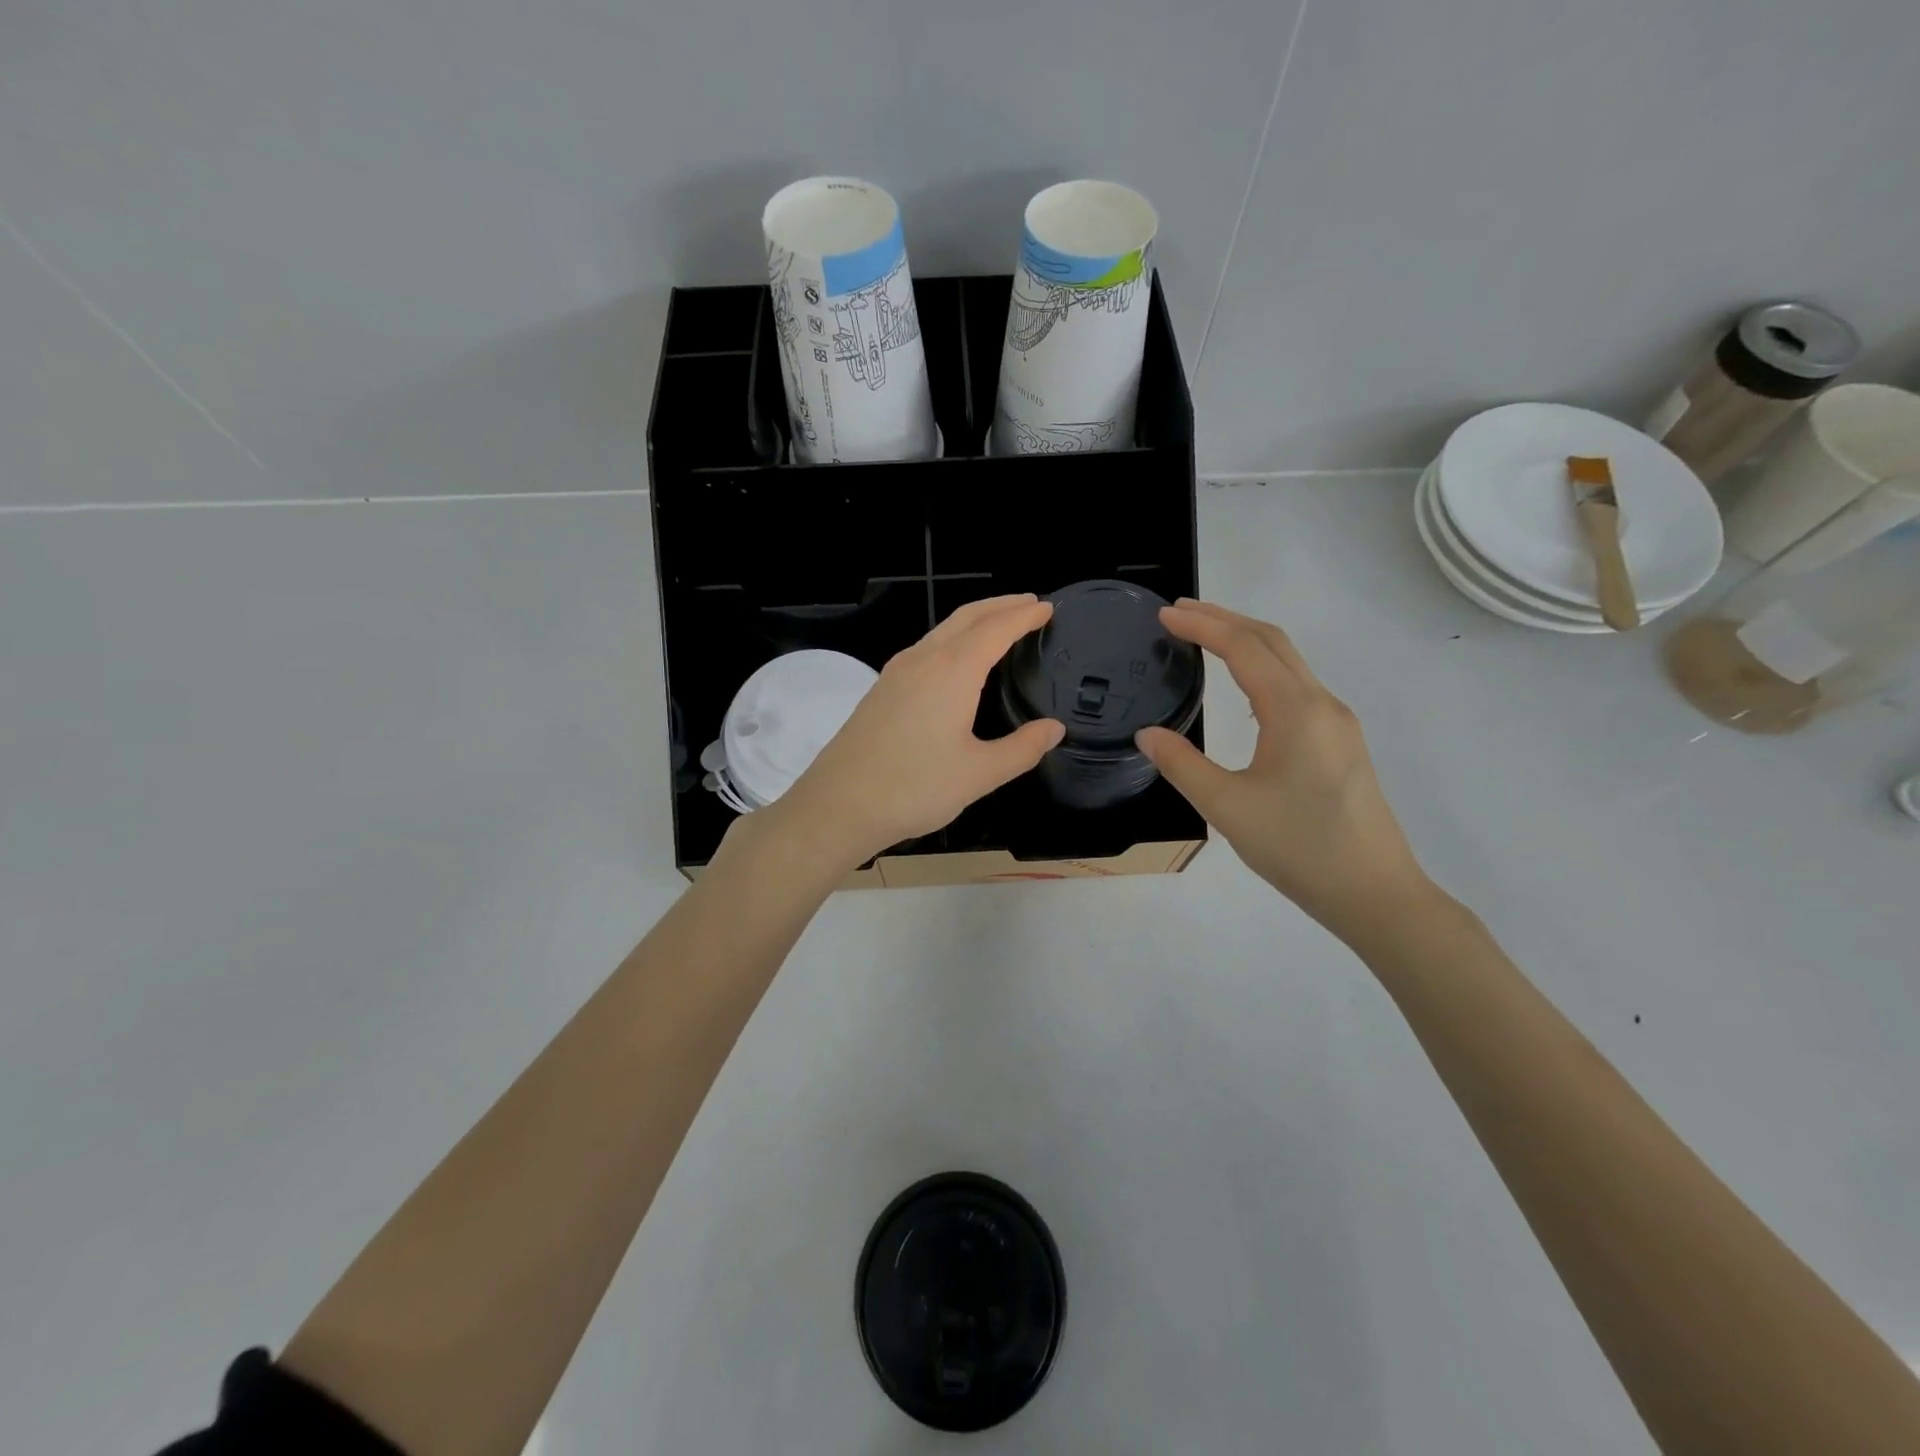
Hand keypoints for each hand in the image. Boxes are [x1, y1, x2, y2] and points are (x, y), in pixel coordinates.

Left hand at [767, 595, 1064, 870]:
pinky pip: (925, 648)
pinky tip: (955, 660)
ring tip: (998, 624)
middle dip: (1000, 605)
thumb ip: (1022, 749)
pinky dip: (952, 639)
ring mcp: (896, 672)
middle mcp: (923, 660)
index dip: (1024, 615)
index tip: (1047, 608)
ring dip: (974, 620)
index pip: (996, 629)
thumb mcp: (979, 774)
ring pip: (941, 630)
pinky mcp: (881, 689)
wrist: (839, 804)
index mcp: (952, 671)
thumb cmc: (915, 788)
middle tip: (1029, 603)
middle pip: (966, 617)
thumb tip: (1054, 729)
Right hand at [1136, 600, 1428, 938]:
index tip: (1165, 615)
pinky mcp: (1340, 742)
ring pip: (1288, 662)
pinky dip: (1262, 667)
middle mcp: (1321, 704)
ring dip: (1246, 641)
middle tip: (1179, 613)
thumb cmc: (1299, 848)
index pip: (1245, 648)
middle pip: (1272, 641)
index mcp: (1295, 711)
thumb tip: (1147, 734)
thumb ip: (1181, 765)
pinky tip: (1243, 688)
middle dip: (1224, 619)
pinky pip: (1297, 686)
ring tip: (1204, 638)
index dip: (1203, 625)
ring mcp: (1336, 722)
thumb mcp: (1227, 808)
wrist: (1374, 893)